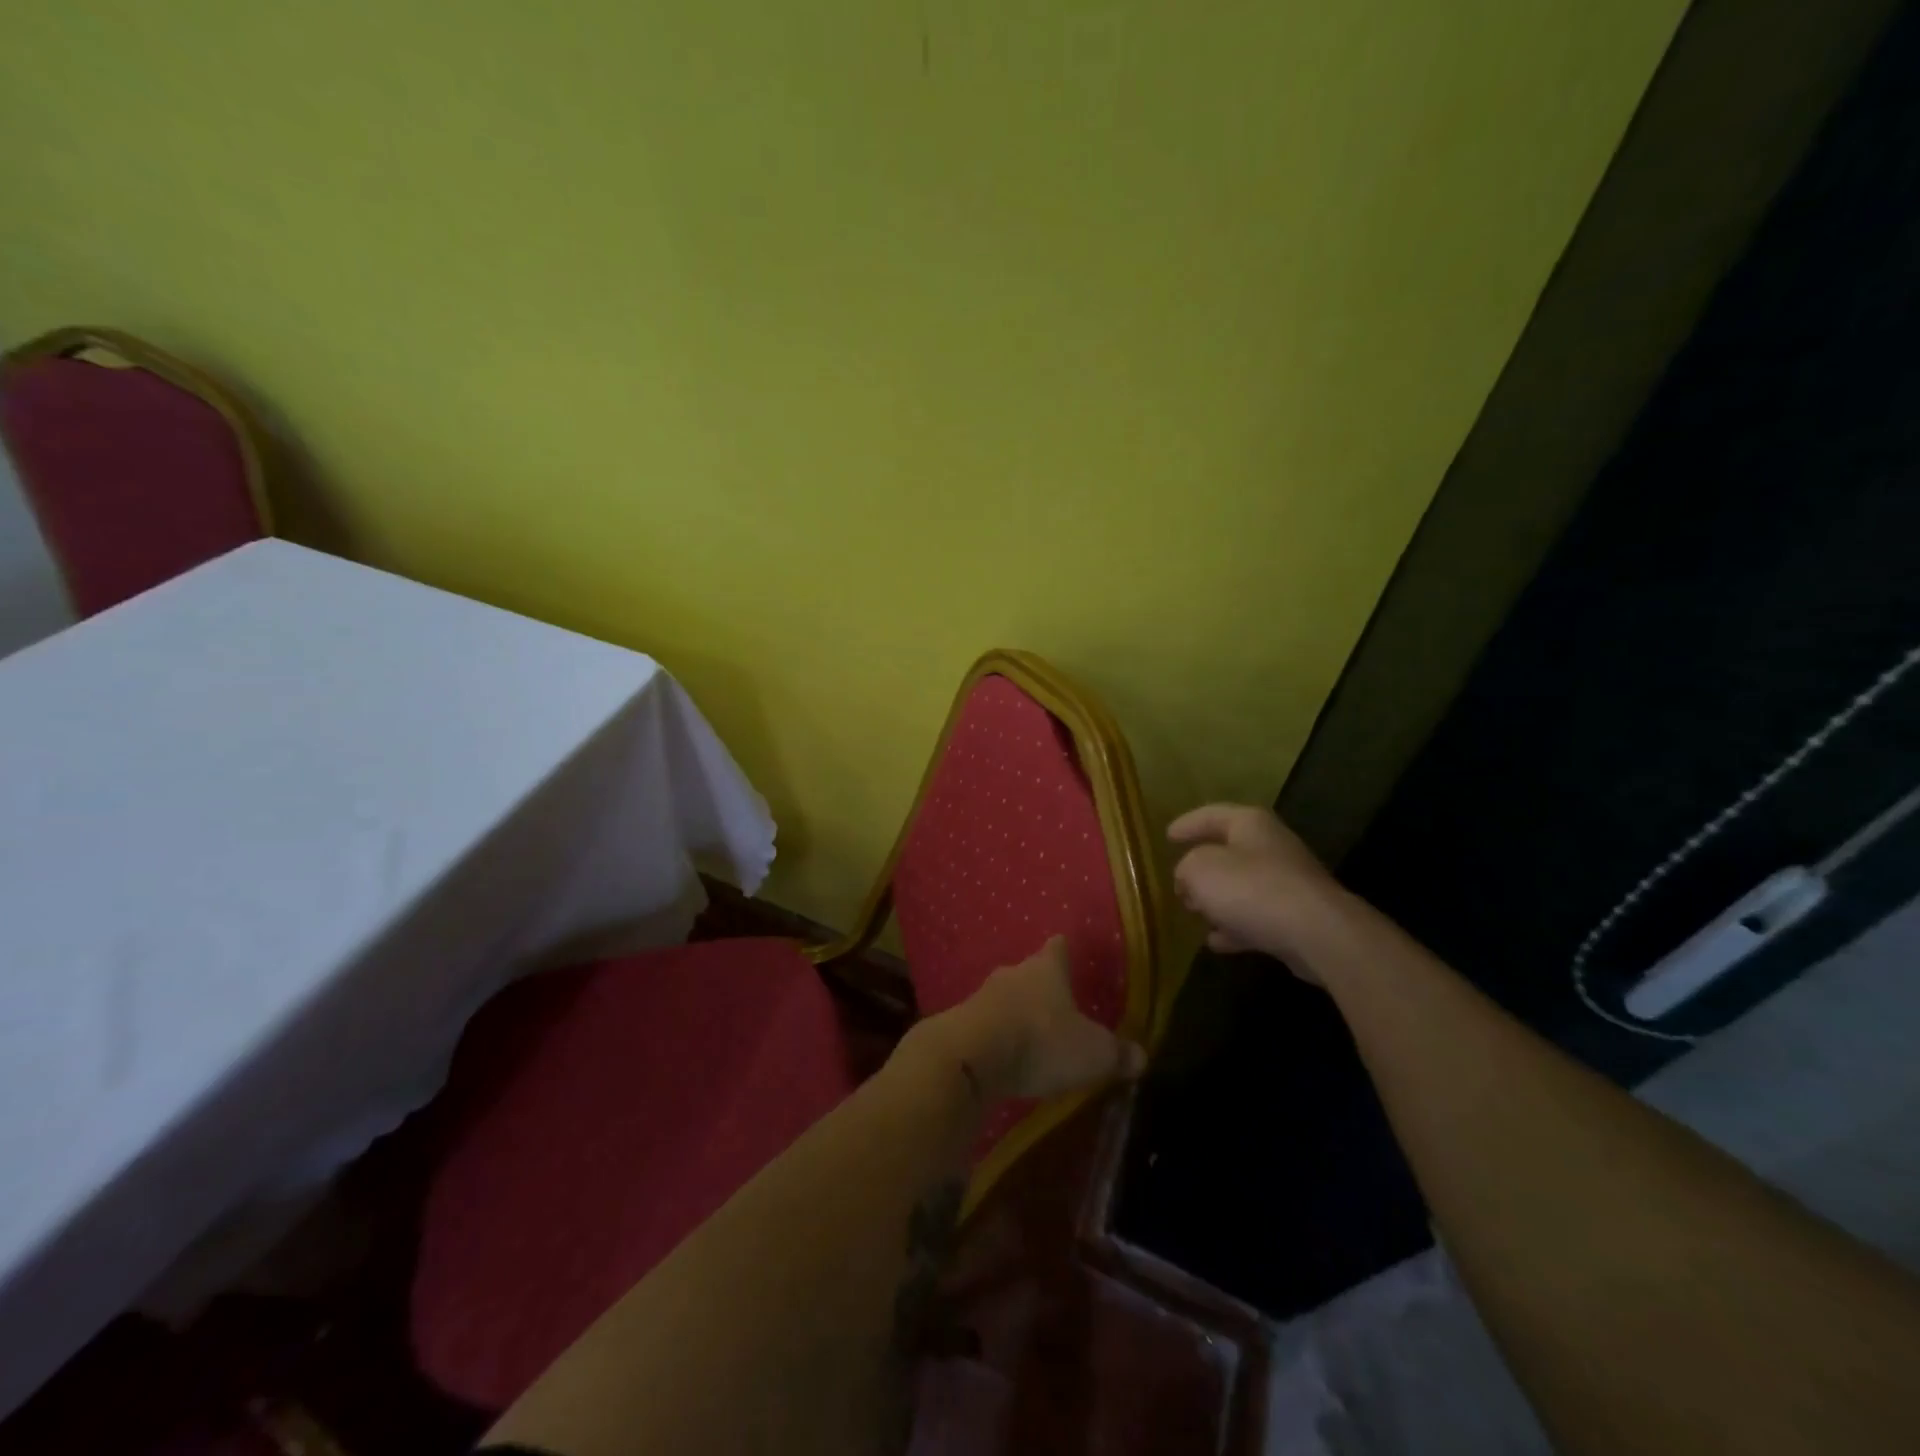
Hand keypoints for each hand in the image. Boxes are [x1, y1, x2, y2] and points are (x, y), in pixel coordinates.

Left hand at [915, 937, 1145, 1103]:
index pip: (1058, 948)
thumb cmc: (1041, 1041)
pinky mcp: (961, 1024)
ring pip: (1006, 998)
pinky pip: (986, 1025)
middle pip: (1029, 972)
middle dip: (1041, 986)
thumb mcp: (1093, 1054)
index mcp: (1046, 969)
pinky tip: (1005, 1057)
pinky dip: (997, 1037)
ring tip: (1032, 1035)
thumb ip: (1117, 1054)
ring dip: (1017, 1012)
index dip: (1065, 950)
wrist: (970, 1057)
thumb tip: (1141, 1056)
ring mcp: (983, 996)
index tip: (1067, 948)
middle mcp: (1013, 974)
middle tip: (1057, 1004)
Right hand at [1168, 803, 1340, 972]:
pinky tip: (1216, 942)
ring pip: (1243, 887)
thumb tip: (1188, 878)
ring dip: (1218, 900)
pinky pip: (1257, 917)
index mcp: (1250, 824)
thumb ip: (1186, 868)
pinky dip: (1235, 926)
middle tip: (1179, 881)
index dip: (1188, 824)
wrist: (1316, 933)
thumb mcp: (1200, 870)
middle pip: (1230, 851)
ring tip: (1194, 912)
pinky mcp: (1296, 917)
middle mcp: (1271, 847)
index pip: (1212, 815)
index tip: (1167, 836)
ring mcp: (1287, 883)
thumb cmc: (1251, 889)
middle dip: (1202, 867)